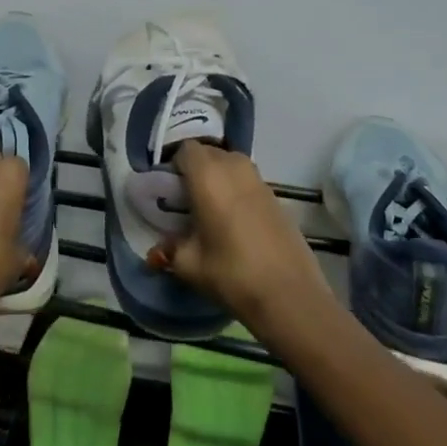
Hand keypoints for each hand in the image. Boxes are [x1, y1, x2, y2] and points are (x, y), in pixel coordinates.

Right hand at [154, 141, 335, 338]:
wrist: (290, 296)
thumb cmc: (231, 273)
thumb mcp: (189, 264)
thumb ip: (169, 250)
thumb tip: (156, 252)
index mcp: (208, 175)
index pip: (186, 149)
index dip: (175, 165)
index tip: (170, 190)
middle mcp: (235, 168)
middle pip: (210, 154)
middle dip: (196, 170)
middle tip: (187, 201)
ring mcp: (260, 181)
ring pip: (232, 165)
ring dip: (219, 179)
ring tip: (211, 211)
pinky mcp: (278, 198)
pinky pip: (249, 182)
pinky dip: (238, 192)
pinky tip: (236, 223)